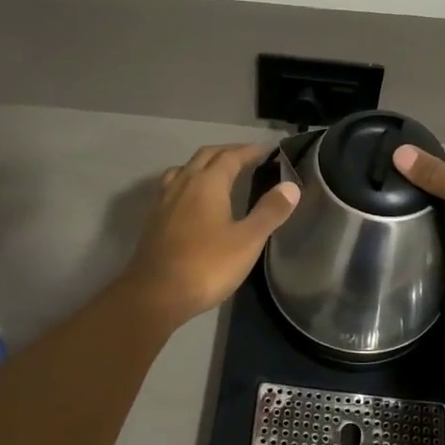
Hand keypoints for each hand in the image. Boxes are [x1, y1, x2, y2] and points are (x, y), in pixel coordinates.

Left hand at [122, 143, 299, 325]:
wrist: (156, 294)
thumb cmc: (207, 265)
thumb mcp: (247, 241)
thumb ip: (270, 211)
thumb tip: (291, 186)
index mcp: (207, 183)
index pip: (231, 156)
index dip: (250, 151)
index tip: (267, 150)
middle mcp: (183, 183)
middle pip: (206, 156)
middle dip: (228, 152)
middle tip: (247, 157)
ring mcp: (164, 200)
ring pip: (184, 169)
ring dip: (204, 165)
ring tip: (218, 174)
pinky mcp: (153, 219)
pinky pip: (173, 187)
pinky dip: (188, 182)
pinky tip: (192, 201)